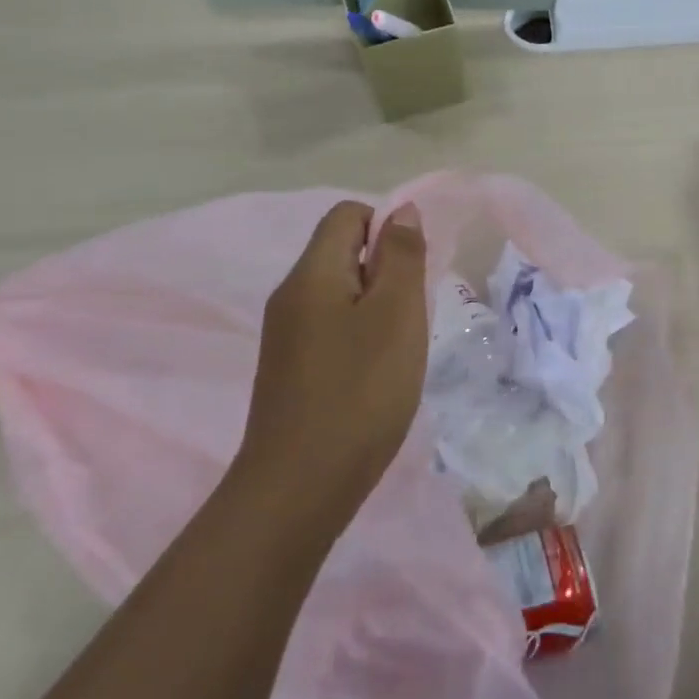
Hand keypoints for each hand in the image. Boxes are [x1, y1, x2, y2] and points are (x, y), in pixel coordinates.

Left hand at [240, 201, 428, 529]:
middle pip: (343, 252)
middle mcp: (291, 295)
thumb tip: (402, 211)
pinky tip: (376, 376)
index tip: (412, 273)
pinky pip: (331, 328)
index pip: (347, 215)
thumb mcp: (396, 316)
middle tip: (410, 317)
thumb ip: (401, 257)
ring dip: (377, 308)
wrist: (299, 488)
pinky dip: (361, 337)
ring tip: (397, 350)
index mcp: (311, 273)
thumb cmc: (359, 392)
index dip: (387, 228)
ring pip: (340, 293)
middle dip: (386, 272)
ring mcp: (286, 335)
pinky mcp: (291, 369)